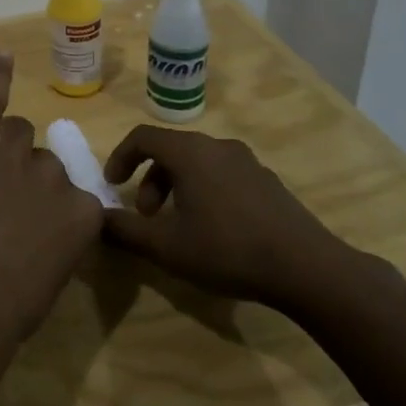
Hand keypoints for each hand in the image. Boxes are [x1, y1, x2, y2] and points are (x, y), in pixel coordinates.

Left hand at [0, 54, 103, 342]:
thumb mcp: (53, 276)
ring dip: (7, 146)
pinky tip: (2, 56)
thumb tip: (44, 233)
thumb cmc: (13, 303)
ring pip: (18, 133)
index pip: (74, 197)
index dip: (50, 212)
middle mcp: (55, 176)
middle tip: (1, 211)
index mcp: (83, 213)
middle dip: (27, 181)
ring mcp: (14, 156)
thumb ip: (56, 241)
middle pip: (45, 162)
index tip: (34, 231)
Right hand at [101, 126, 353, 311]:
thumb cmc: (227, 250)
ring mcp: (247, 162)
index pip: (142, 137)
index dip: (120, 157)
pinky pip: (222, 175)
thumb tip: (97, 219)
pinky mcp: (268, 181)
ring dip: (176, 187)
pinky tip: (213, 230)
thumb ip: (126, 231)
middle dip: (149, 180)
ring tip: (177, 225)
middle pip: (171, 151)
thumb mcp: (166, 247)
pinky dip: (204, 191)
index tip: (112, 185)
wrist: (308, 268)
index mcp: (190, 152)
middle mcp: (217, 146)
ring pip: (198, 163)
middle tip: (145, 215)